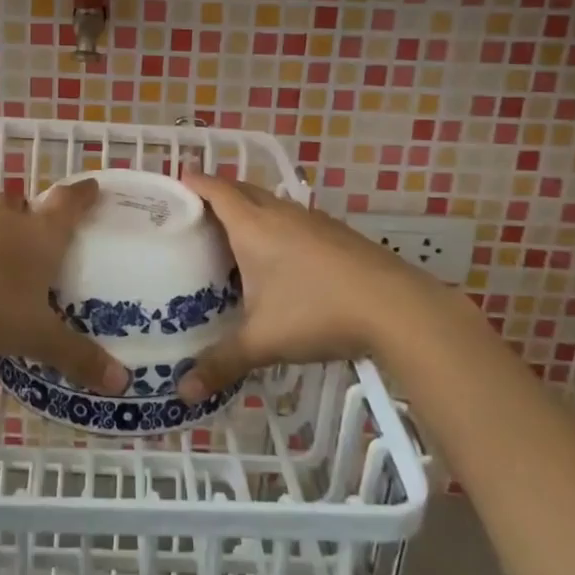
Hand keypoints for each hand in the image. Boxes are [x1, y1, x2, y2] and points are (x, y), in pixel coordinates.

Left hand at [0, 179, 130, 395]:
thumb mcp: (38, 336)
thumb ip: (77, 356)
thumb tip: (122, 382)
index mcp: (40, 235)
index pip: (68, 204)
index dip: (83, 194)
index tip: (94, 185)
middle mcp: (8, 223)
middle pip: (24, 203)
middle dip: (35, 209)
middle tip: (43, 226)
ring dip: (3, 228)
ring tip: (9, 254)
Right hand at [175, 172, 438, 401]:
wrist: (397, 308)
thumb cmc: (317, 312)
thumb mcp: (263, 341)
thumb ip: (222, 363)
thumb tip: (184, 393)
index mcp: (254, 227)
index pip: (217, 190)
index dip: (195, 182)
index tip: (177, 181)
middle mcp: (281, 214)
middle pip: (243, 190)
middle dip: (219, 193)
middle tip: (196, 212)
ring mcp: (314, 221)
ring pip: (272, 204)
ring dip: (251, 209)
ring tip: (233, 235)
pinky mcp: (338, 234)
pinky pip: (295, 219)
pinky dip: (277, 226)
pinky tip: (281, 257)